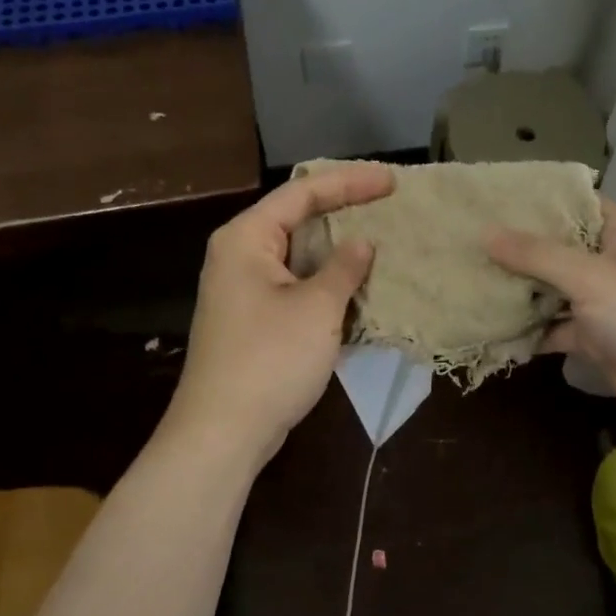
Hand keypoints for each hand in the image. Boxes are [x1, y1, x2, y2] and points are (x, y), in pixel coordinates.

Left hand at [162, 163, 394, 472]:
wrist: (223, 433)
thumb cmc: (270, 360)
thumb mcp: (316, 308)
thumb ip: (343, 268)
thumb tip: (362, 243)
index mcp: (246, 238)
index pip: (303, 192)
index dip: (350, 182)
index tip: (392, 182)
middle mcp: (240, 255)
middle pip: (298, 218)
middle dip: (344, 211)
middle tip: (389, 204)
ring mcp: (245, 289)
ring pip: (300, 254)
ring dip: (339, 249)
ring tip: (383, 239)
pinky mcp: (254, 319)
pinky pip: (296, 285)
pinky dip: (328, 281)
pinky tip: (359, 285)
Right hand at [487, 200, 615, 444]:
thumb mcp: (590, 278)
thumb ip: (537, 255)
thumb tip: (486, 233)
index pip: (571, 203)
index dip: (531, 202)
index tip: (485, 202)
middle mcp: (612, 260)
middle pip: (556, 247)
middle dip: (514, 250)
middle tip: (463, 245)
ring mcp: (605, 301)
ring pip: (552, 289)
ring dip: (519, 292)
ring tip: (468, 283)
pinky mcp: (598, 338)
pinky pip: (556, 327)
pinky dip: (530, 331)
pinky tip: (493, 331)